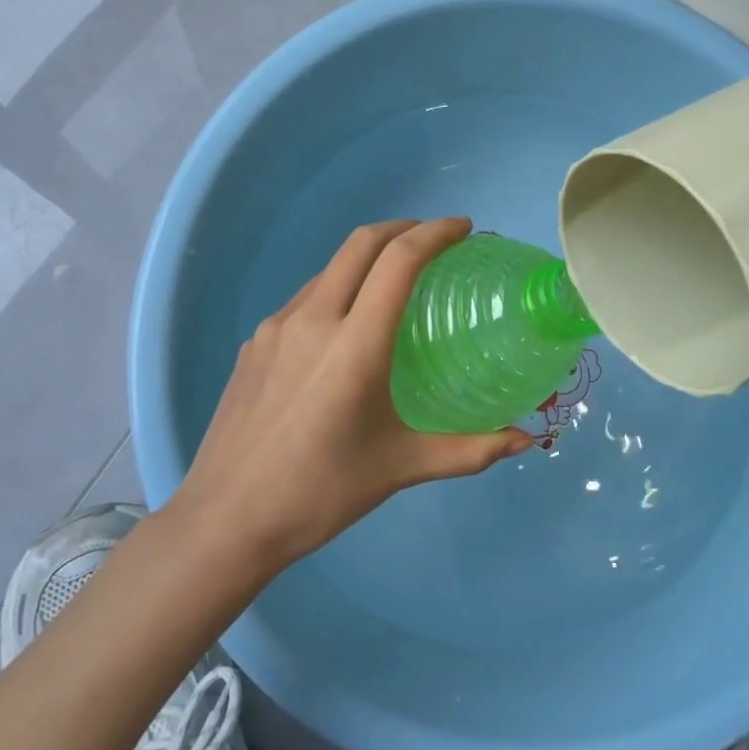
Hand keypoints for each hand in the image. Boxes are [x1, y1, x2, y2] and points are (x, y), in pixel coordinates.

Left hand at [175, 217, 530, 569]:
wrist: (225, 521)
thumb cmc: (320, 493)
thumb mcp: (400, 468)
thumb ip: (468, 451)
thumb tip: (523, 441)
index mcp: (354, 344)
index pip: (398, 260)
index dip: (434, 233)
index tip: (463, 229)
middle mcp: (313, 320)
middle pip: (360, 244)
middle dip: (403, 228)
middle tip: (436, 242)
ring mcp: (276, 328)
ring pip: (329, 269)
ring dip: (367, 259)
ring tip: (395, 284)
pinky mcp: (254, 344)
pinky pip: (305, 299)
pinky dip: (338, 290)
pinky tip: (347, 329)